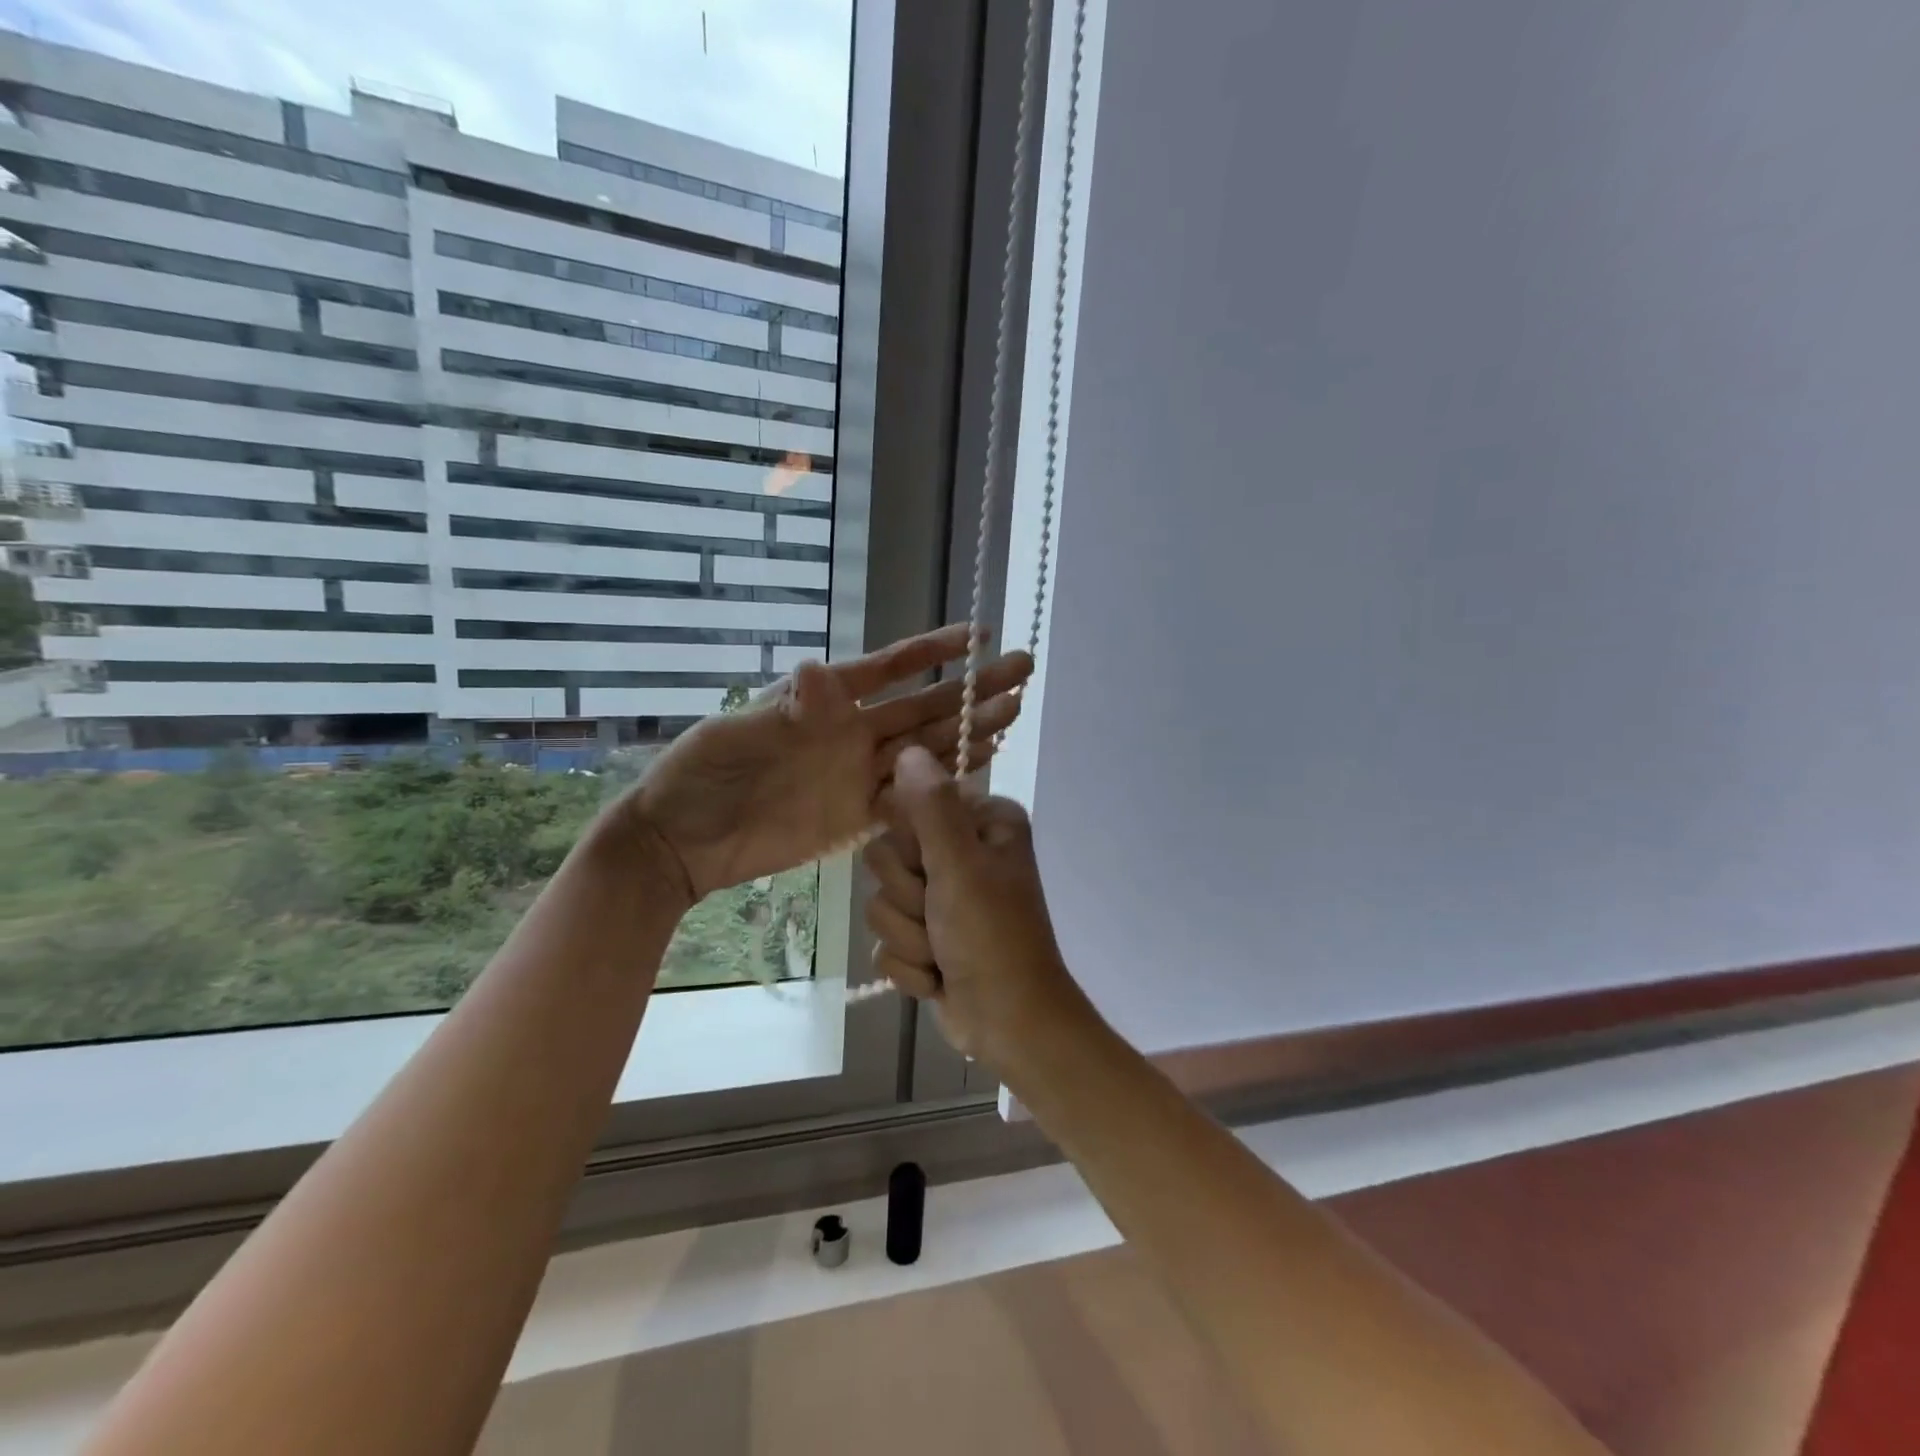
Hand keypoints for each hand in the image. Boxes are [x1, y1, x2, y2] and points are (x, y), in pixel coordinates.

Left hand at [621, 626, 1031, 899]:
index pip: (891, 668)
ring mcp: (858, 775)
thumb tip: (821, 669)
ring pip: (927, 749)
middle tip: (1022, 671)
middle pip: (924, 707)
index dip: (935, 650)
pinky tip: (976, 768)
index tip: (980, 635)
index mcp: (825, 702)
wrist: (681, 842)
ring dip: (969, 731)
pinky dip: (943, 784)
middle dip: (973, 689)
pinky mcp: (857, 817)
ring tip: (1013, 713)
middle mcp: (852, 734)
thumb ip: (786, 709)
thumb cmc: (701, 775)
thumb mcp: (735, 735)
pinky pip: (910, 797)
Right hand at [861, 746, 1089, 1069]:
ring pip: (882, 902)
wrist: (1010, 1023)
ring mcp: (942, 898)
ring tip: (943, 951)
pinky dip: (910, 964)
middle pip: (887, 856)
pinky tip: (938, 976)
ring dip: (909, 935)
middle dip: (909, 897)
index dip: (911, 842)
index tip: (930, 867)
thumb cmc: (992, 937)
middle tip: (941, 915)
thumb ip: (931, 807)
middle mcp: (962, 853)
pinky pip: (886, 941)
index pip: (911, 805)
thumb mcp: (961, 866)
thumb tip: (908, 750)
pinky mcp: (926, 938)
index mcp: (981, 825)